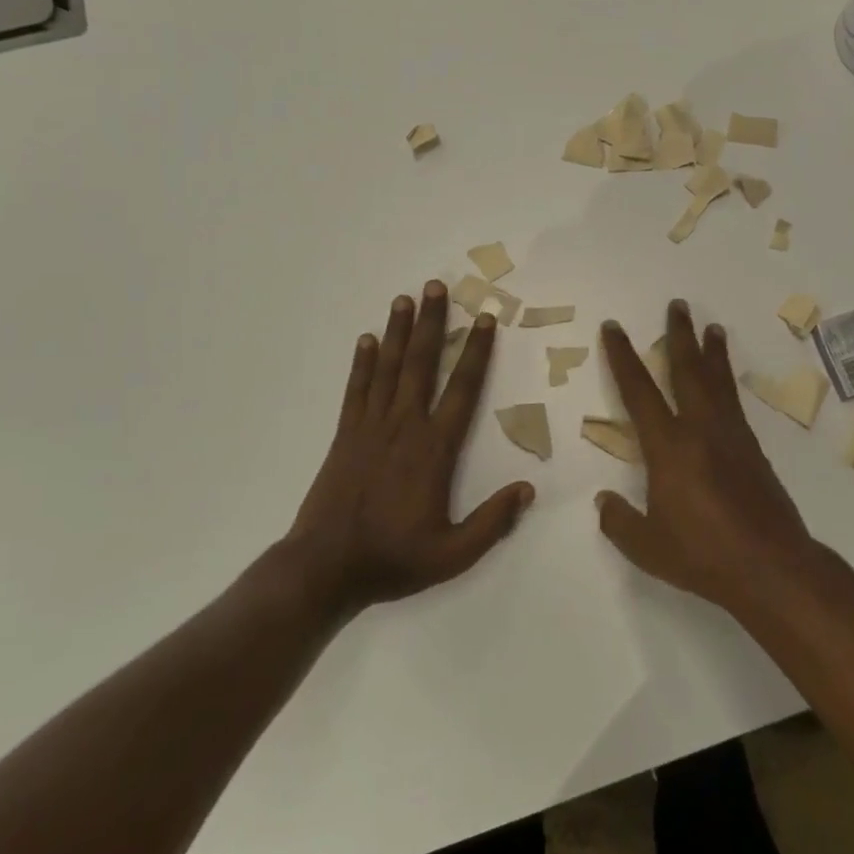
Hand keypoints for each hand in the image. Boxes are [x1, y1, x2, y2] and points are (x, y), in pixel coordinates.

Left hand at [281, 282, 533, 620]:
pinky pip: (356, 389)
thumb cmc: (394, 558)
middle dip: (431, 322)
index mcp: (434, 449)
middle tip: (435, 285)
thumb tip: (528, 490)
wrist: (325, 568)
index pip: (462, 389)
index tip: (484, 319)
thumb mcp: (453, 554)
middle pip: (421, 363)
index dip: (475, 352)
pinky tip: (366, 339)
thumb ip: (493, 522)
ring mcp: (370, 427)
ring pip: (388, 368)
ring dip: (397, 331)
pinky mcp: (345, 435)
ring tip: (404, 298)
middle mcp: (404, 426)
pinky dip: (361, 363)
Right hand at [594, 300, 819, 613]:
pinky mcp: (753, 450)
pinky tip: (726, 384)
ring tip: (712, 327)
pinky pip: (735, 403)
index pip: (639, 391)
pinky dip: (728, 383)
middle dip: (679, 335)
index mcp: (668, 447)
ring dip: (712, 352)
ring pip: (717, 382)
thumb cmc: (702, 555)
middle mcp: (700, 430)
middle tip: (678, 305)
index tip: (615, 328)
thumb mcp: (647, 546)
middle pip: (687, 370)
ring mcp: (731, 437)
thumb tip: (604, 501)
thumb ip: (619, 520)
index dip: (623, 357)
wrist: (771, 567)